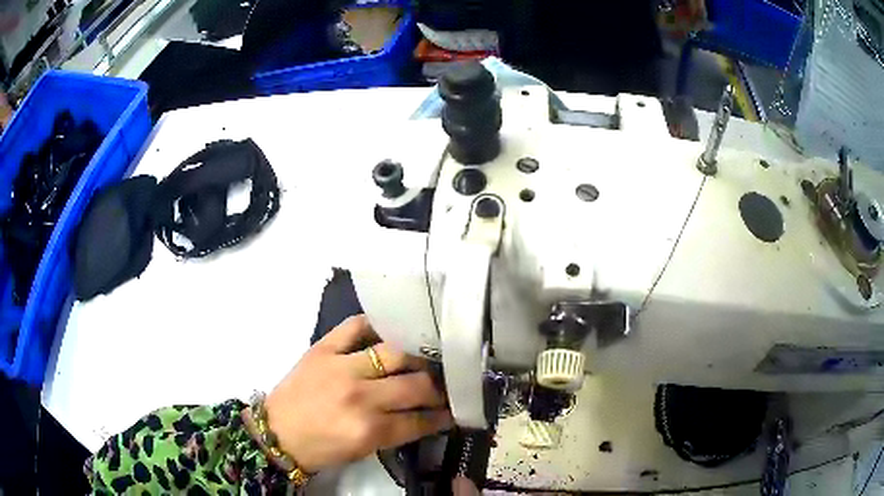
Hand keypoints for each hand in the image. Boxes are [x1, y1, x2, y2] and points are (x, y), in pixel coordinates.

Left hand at [263, 315, 451, 472]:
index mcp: (369, 429)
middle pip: (416, 384)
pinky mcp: (323, 348)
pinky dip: (377, 325)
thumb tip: (427, 415)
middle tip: (444, 386)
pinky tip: (391, 330)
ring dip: (418, 358)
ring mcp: (341, 367)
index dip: (443, 415)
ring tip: (425, 359)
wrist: (276, 432)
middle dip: (438, 387)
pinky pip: (357, 325)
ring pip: (397, 352)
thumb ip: (397, 432)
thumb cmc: (321, 448)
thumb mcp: (363, 450)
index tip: (456, 410)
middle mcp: (360, 396)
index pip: (421, 419)